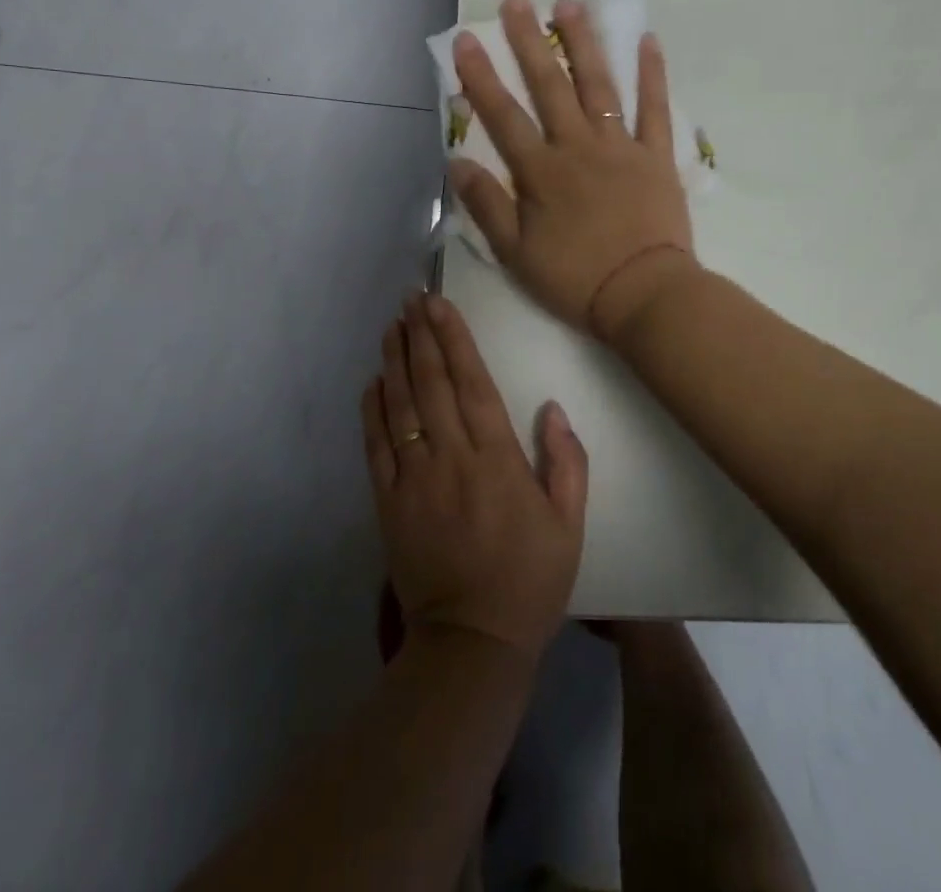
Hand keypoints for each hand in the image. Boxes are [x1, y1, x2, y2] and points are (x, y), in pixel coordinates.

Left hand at [362, 293, 587, 663]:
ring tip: (392, 325)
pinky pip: (375, 447)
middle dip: (420, 336)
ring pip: (400, 406)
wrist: (472, 642)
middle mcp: (451, 458)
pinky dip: (371, 411)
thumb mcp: (569, 525)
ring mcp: (413, 480)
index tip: (439, 305)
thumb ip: (566, 463)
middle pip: (431, 384)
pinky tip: (372, 382)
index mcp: (496, 459)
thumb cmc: (529, 580)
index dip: (454, 339)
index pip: (472, 383)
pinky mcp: (387, 503)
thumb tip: (551, 409)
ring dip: (394, 362)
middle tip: (410, 298)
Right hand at [450, 0, 696, 340]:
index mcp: (541, 172)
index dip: (480, 77)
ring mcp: (620, 147)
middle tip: (517, 0)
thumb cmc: (575, 278)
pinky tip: (647, 41)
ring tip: (570, 5)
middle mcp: (578, 147)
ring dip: (584, 43)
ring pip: (598, 86)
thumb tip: (456, 162)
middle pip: (550, 86)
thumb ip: (486, 205)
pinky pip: (655, 109)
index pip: (503, 116)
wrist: (644, 294)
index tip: (465, 39)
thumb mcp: (516, 253)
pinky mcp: (656, 156)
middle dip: (529, 42)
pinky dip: (652, 75)